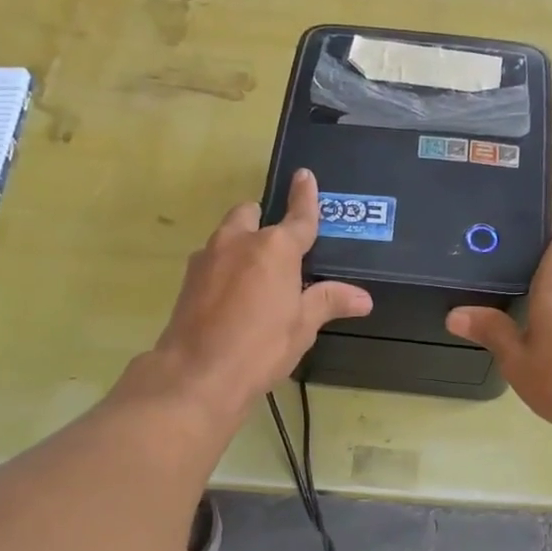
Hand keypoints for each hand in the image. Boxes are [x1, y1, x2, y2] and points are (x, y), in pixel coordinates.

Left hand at [147, 169, 371, 417]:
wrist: (197, 374)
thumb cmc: (260, 347)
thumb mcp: (302, 326)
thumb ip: (329, 302)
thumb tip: (363, 298)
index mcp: (274, 248)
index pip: (298, 217)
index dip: (305, 197)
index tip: (305, 175)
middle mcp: (238, 242)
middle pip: (251, 214)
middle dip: (264, 221)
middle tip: (280, 248)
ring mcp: (207, 258)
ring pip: (228, 236)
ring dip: (242, 244)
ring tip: (257, 276)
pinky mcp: (188, 279)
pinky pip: (212, 260)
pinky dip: (225, 268)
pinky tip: (232, 296)